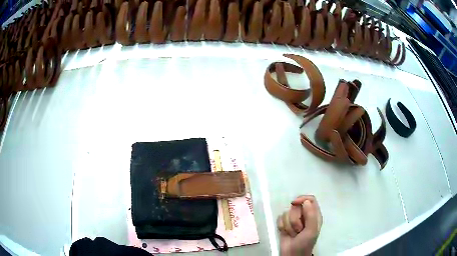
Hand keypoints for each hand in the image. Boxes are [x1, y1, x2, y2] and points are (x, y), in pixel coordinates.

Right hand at [277, 195, 322, 255]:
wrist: (292, 254)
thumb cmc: (305, 243)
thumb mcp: (311, 230)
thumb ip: (311, 215)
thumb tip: (305, 201)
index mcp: (314, 214)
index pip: (310, 199)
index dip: (302, 199)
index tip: (294, 203)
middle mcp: (304, 215)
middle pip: (296, 206)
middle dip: (294, 218)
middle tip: (299, 229)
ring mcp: (293, 220)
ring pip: (286, 213)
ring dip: (288, 225)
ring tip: (293, 234)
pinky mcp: (284, 224)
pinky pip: (279, 219)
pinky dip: (281, 226)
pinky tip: (285, 233)